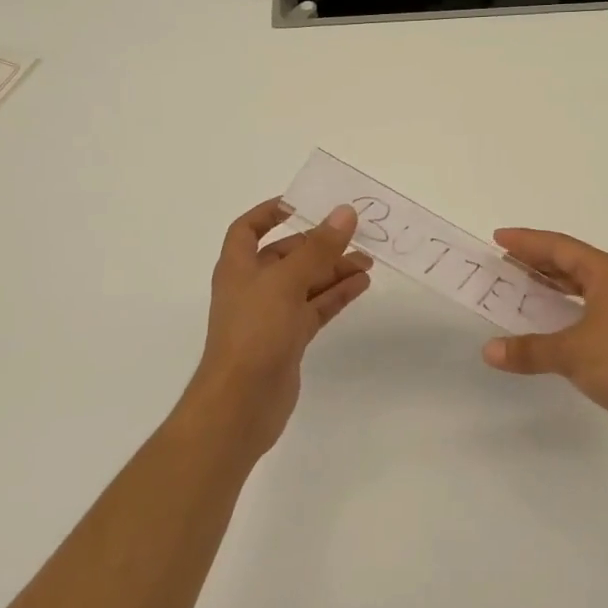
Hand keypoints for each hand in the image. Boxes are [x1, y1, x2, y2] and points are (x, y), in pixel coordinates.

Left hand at [182, 199, 371, 456]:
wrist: (241, 404)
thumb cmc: (254, 332)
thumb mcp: (287, 282)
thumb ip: (318, 248)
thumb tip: (345, 212)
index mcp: (238, 267)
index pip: (247, 229)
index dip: (270, 212)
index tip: (302, 203)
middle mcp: (253, 287)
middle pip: (286, 255)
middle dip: (318, 244)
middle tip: (355, 235)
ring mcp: (271, 315)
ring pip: (306, 283)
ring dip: (334, 269)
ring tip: (368, 261)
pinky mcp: (288, 340)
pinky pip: (315, 308)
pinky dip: (336, 295)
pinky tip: (361, 285)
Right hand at [482, 228, 607, 457]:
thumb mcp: (572, 353)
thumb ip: (529, 349)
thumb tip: (489, 351)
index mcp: (606, 272)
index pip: (559, 246)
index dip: (526, 241)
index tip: (497, 238)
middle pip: (569, 261)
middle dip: (535, 260)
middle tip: (502, 262)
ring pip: (580, 284)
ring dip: (550, 283)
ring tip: (519, 285)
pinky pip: (586, 306)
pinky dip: (563, 306)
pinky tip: (548, 319)